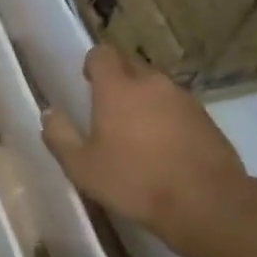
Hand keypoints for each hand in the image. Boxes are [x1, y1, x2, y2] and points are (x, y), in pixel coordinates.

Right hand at [42, 46, 255, 243]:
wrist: (206, 202)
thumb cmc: (135, 182)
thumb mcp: (83, 168)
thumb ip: (60, 136)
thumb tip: (49, 113)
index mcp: (117, 88)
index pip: (102, 53)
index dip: (93, 64)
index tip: (87, 84)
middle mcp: (151, 82)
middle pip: (130, 65)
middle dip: (118, 79)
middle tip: (107, 110)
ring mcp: (183, 97)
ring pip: (156, 86)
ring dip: (144, 99)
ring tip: (136, 132)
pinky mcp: (205, 117)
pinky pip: (177, 105)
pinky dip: (166, 116)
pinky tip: (164, 146)